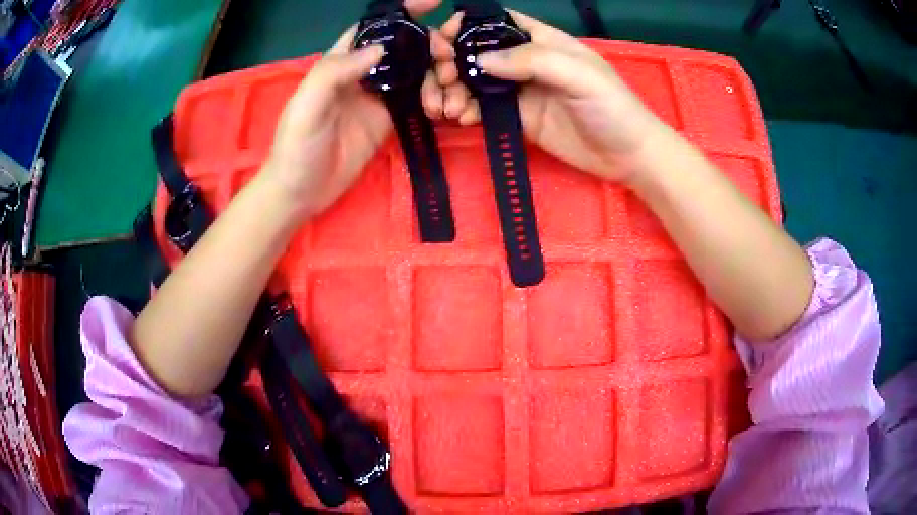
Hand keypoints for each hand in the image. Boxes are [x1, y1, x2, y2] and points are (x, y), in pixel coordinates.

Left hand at [263, 0, 448, 218]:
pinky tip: (445, 109)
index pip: (375, 25)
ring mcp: (380, 95)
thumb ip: (335, 72)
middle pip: (406, 46)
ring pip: (419, 71)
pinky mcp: (391, 118)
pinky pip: (421, 99)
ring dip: (440, 77)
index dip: (403, 11)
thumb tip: (380, 48)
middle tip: (450, 62)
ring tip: (449, 96)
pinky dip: (437, 99)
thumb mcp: (307, 105)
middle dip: (433, 47)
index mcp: (342, 60)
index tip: (435, 3)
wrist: (302, 191)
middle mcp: (365, 72)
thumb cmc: (296, 146)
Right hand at [436, 11, 664, 182]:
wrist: (627, 157)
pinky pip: (481, 109)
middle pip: (475, 51)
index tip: (443, 42)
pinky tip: (461, 119)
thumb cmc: (611, 106)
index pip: (496, 22)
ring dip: (452, 89)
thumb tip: (480, 59)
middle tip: (443, 79)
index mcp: (541, 40)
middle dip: (450, 61)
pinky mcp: (516, 118)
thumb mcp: (579, 74)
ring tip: (447, 107)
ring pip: (472, 81)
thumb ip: (532, 61)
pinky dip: (465, 111)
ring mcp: (518, 90)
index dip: (466, 26)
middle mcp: (524, 61)